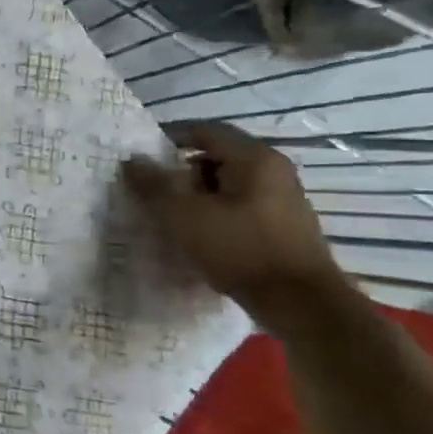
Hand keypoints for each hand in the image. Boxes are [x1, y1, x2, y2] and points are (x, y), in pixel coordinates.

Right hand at [122, 121, 345, 324]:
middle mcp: (274, 170)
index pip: (206, 130)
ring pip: (230, 181)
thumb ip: (154, 184)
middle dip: (183, 169)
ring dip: (199, 192)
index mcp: (254, 158)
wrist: (300, 303)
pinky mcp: (285, 224)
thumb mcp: (184, 215)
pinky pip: (243, 203)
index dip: (170, 137)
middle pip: (218, 155)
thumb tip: (132, 160)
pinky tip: (201, 233)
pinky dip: (218, 209)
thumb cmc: (239, 248)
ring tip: (174, 215)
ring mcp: (284, 198)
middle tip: (156, 190)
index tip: (142, 155)